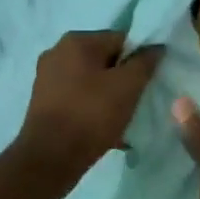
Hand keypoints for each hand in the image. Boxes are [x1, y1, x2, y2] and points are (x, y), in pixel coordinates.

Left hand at [11, 31, 163, 193]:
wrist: (50, 159)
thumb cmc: (91, 115)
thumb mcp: (128, 86)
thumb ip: (145, 62)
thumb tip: (155, 47)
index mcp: (76, 41)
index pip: (121, 39)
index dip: (139, 60)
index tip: (148, 82)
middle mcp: (57, 53)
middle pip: (105, 60)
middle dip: (124, 80)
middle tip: (137, 102)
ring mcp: (47, 78)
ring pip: (92, 82)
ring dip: (110, 98)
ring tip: (123, 120)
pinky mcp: (44, 102)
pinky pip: (78, 99)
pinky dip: (93, 110)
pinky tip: (106, 130)